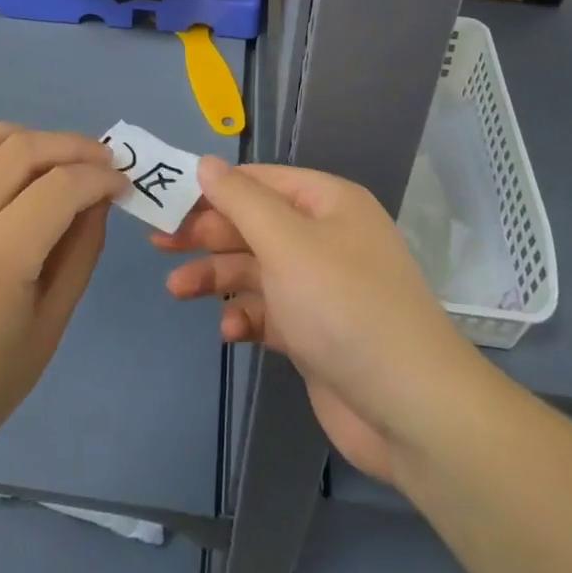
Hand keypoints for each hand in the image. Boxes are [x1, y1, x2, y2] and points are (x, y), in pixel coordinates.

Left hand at [0, 124, 128, 473]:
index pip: (59, 188)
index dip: (99, 176)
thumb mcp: (50, 325)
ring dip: (21, 136)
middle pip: (20, 151)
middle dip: (71, 146)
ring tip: (46, 155)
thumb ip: (81, 250)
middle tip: (98, 159)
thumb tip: (100, 195)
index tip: (120, 181)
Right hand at [154, 160, 479, 483]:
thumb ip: (240, 200)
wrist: (411, 409)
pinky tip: (229, 330)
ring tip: (176, 290)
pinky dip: (247, 316)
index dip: (214, 188)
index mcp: (327, 203)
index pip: (260, 181)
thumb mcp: (286, 242)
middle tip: (160, 243)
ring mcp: (321, 287)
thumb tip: (206, 163)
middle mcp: (326, 237)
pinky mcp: (316, 333)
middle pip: (254, 225)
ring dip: (218, 277)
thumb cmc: (343, 306)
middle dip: (208, 235)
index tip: (168, 198)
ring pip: (257, 269)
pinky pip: (270, 312)